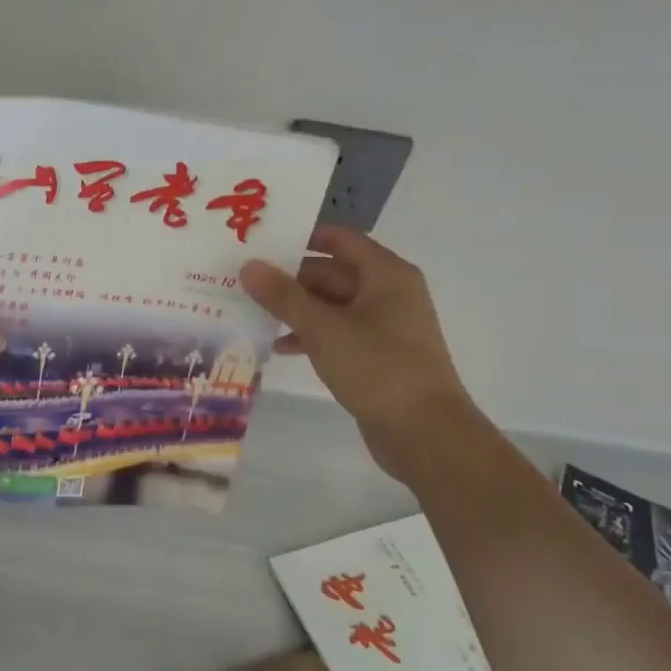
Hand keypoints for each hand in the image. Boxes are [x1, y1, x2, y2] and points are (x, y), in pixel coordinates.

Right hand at [239, 226, 485, 480]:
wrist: (425, 434)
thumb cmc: (378, 369)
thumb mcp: (324, 329)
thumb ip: (284, 296)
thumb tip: (249, 266)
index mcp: (386, 275)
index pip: (338, 239)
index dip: (300, 236)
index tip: (260, 241)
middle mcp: (388, 293)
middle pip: (331, 272)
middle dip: (290, 277)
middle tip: (244, 280)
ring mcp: (384, 326)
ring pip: (331, 305)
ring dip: (295, 308)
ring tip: (253, 312)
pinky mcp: (376, 355)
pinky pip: (336, 332)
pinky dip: (310, 335)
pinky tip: (279, 346)